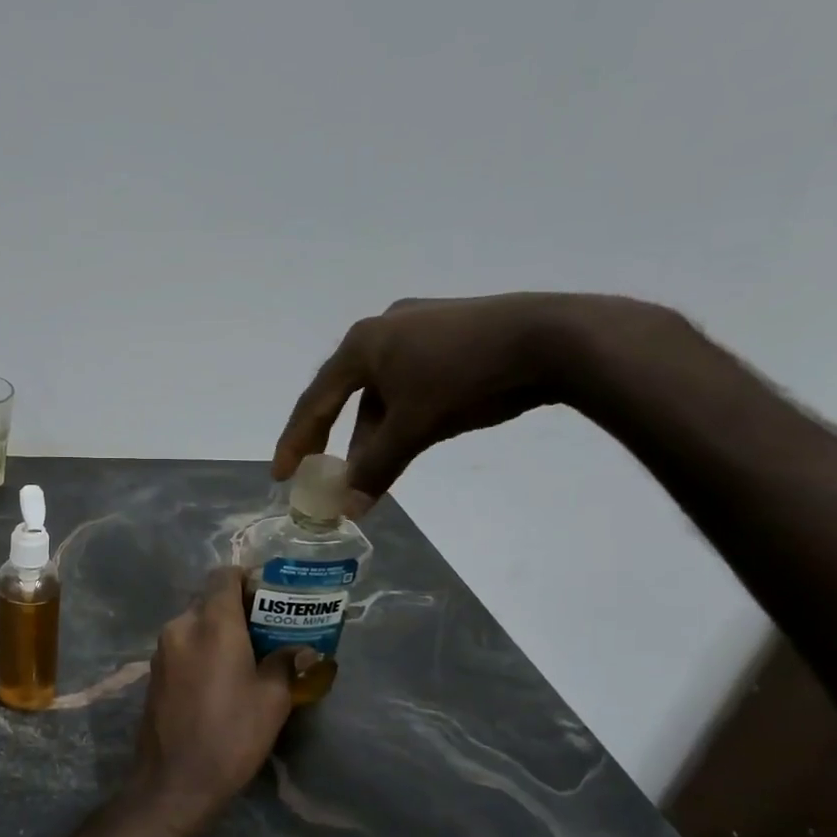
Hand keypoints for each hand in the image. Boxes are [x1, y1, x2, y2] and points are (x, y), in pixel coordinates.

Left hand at [131, 568, 299, 821]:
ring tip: (247, 655)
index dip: (247, 578)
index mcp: (212, 623)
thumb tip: (299, 649)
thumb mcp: (272, 700)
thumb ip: (285, 663)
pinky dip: (202, 648)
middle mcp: (181, 626)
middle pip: (209, 599)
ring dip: (219, 629)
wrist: (174, 783)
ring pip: (194, 623)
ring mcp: (162, 650)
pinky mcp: (153, 672)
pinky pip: (183, 645)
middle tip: (266, 629)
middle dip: (237, 607)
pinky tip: (220, 676)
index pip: (224, 576)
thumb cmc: (231, 736)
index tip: (270, 596)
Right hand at [272, 293, 661, 507]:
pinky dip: (403, 411)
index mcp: (362, 343)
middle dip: (336, 438)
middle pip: (347, 393)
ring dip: (374, 429)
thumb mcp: (414, 427)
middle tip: (324, 471)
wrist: (554, 337)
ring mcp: (421, 325)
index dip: (296, 440)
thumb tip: (348, 511)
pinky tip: (413, 433)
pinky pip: (411, 378)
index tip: (282, 475)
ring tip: (374, 465)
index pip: (316, 400)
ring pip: (383, 388)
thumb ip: (376, 468)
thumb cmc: (466, 378)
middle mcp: (384, 327)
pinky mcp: (454, 332)